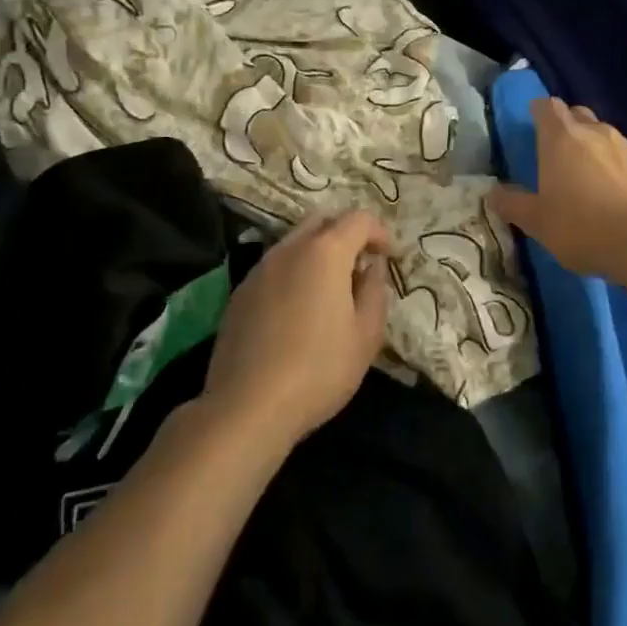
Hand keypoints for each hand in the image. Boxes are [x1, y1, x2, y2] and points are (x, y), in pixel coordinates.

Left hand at [203, 210, 391, 448]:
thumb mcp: (367, 335)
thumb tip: (371, 268)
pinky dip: (293, 272)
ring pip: (294, 241)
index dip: (379, 232)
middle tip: (360, 264)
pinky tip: (298, 310)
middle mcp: (289, 249)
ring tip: (329, 289)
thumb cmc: (319, 370)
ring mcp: (259, 269)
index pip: (358, 219)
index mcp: (325, 252)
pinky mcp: (239, 293)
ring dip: (317, 252)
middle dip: (345, 233)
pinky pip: (274, 267)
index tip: (387, 257)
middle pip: (321, 220)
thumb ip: (375, 291)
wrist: (247, 407)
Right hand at [488, 98, 626, 279]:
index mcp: (561, 138)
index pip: (547, 106)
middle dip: (566, 126)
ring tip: (588, 178)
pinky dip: (616, 167)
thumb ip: (513, 204)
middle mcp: (595, 132)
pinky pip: (626, 157)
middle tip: (557, 153)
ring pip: (604, 135)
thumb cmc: (581, 226)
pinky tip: (616, 193)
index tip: (533, 125)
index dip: (539, 112)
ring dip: (593, 148)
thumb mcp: (537, 222)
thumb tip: (493, 193)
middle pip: (577, 115)